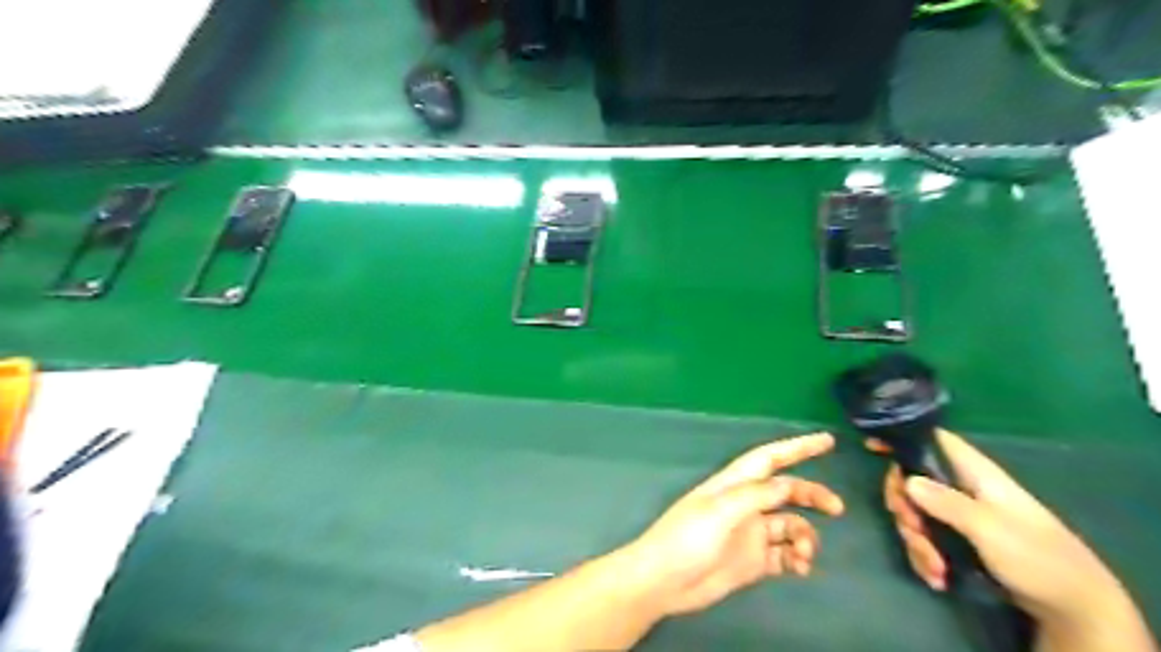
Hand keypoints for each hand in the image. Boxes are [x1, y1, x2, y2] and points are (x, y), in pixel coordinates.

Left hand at [628, 434, 845, 614]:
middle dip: (812, 495)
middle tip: (837, 508)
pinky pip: (785, 554)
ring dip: (805, 536)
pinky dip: (797, 558)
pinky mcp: (753, 560)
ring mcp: (750, 533)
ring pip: (790, 525)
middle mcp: (746, 504)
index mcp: (735, 484)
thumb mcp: (721, 511)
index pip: (770, 458)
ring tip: (804, 554)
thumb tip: (787, 484)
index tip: (827, 441)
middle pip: (786, 491)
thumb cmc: (687, 538)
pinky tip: (800, 568)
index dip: (797, 448)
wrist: (665, 581)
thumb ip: (755, 496)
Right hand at [876, 434, 1141, 631]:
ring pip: (917, 514)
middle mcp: (962, 489)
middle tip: (912, 530)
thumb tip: (906, 480)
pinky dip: (926, 557)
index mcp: (974, 474)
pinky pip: (927, 538)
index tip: (870, 446)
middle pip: (912, 481)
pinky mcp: (959, 540)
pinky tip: (937, 577)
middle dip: (905, 509)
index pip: (933, 440)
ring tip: (935, 569)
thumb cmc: (1037, 557)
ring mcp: (960, 515)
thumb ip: (947, 503)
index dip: (901, 438)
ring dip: (917, 542)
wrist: (1072, 606)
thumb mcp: (990, 529)